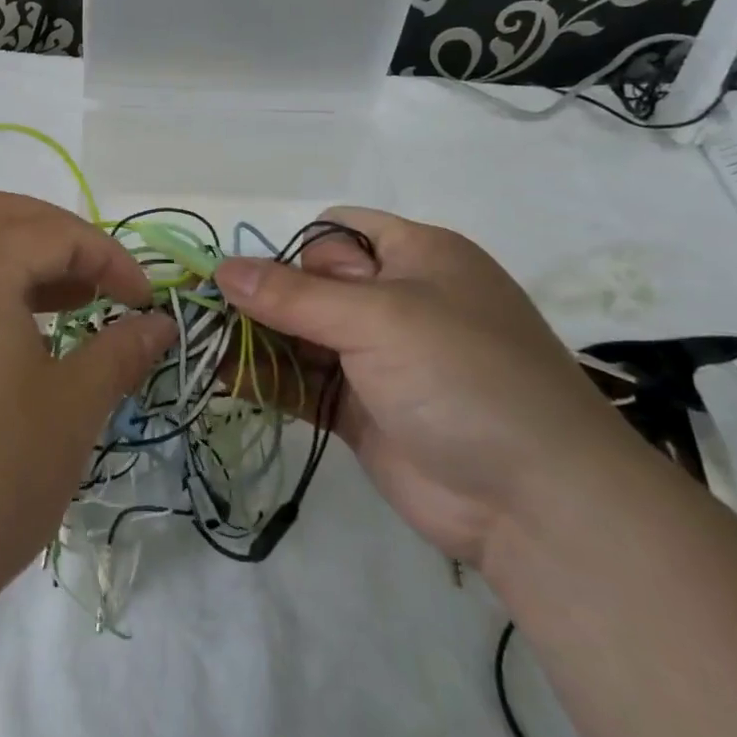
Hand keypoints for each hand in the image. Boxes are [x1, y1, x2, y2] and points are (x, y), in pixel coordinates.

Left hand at [0, 192, 174, 618]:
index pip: (53, 234)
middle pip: (1, 216)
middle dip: (60, 234)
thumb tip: (158, 324)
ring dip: (26, 258)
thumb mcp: (74, 407)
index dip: (109, 257)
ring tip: (72, 303)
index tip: (143, 302)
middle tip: (101, 279)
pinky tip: (26, 338)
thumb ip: (120, 350)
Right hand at [216, 207, 631, 568]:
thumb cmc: (465, 376)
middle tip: (207, 314)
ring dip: (256, 339)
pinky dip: (267, 380)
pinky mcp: (362, 410)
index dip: (294, 249)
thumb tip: (222, 269)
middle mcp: (396, 301)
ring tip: (199, 345)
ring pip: (302, 336)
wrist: (537, 504)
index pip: (337, 232)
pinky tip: (222, 379)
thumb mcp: (380, 319)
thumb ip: (294, 295)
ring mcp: (378, 359)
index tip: (255, 279)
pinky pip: (304, 384)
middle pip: (311, 284)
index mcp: (416, 257)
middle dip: (262, 297)